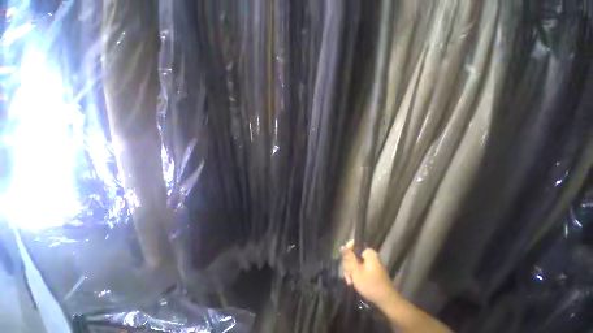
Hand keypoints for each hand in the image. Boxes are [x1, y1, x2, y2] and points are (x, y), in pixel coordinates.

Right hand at [341, 240, 398, 306]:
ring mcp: (371, 264)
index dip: (347, 251)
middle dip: (348, 266)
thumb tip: (342, 246)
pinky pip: (360, 269)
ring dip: (351, 272)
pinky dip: (355, 275)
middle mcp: (370, 256)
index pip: (353, 244)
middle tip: (348, 275)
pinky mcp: (371, 271)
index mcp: (368, 252)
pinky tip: (353, 283)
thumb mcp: (356, 271)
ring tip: (350, 282)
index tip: (344, 261)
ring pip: (355, 263)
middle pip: (353, 255)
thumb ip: (349, 257)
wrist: (387, 301)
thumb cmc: (370, 284)